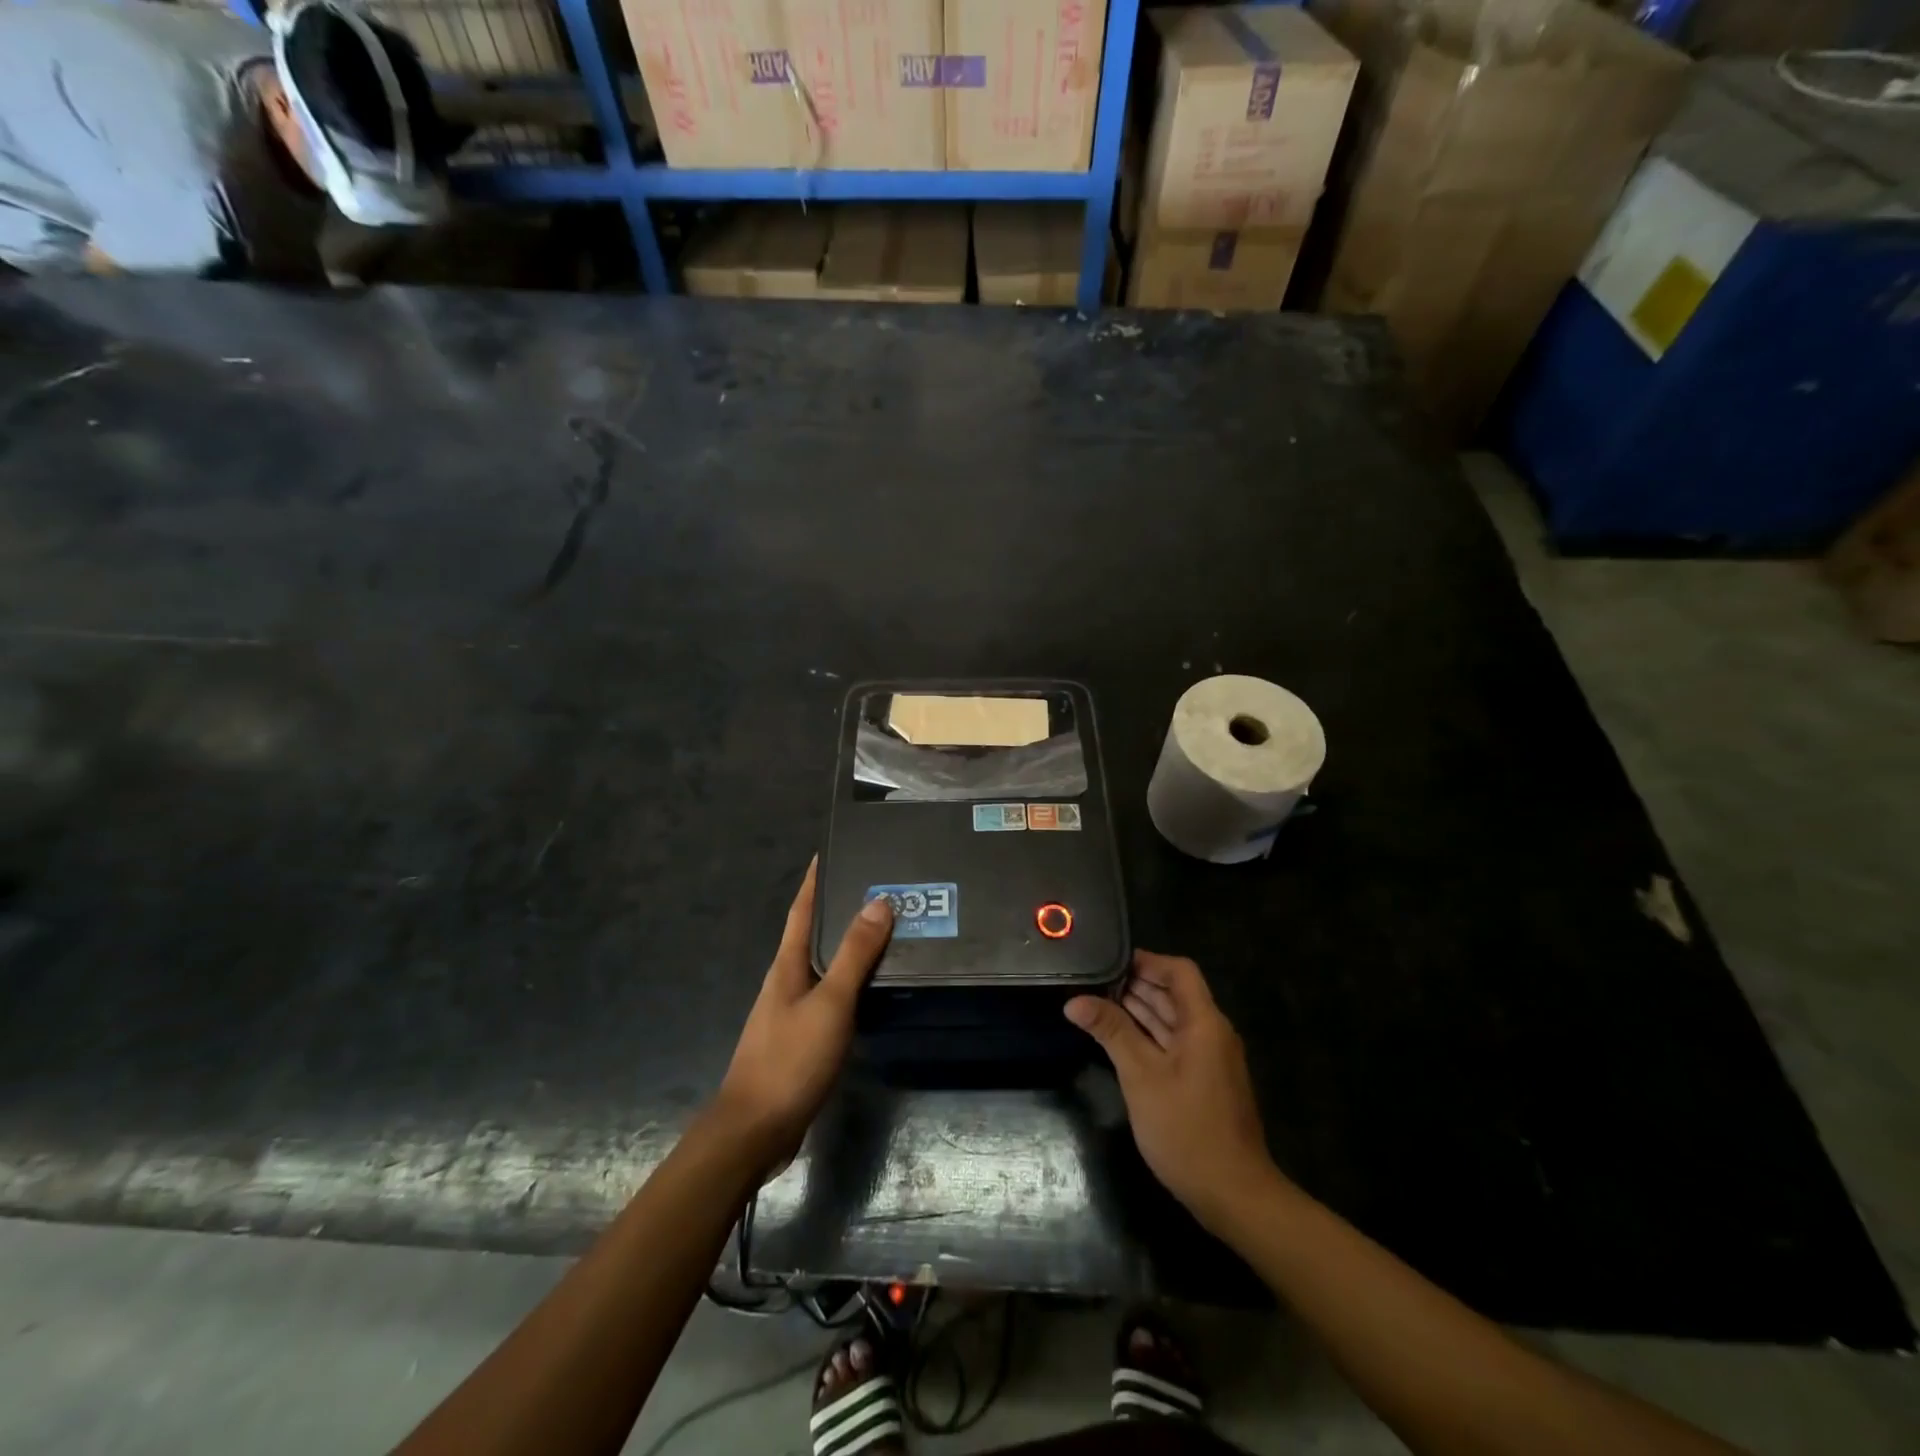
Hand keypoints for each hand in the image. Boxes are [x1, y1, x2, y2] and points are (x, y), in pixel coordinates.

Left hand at [712, 859, 891, 1172]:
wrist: (756, 1130)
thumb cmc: (791, 1059)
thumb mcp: (830, 1003)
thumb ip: (854, 955)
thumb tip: (877, 902)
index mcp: (787, 965)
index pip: (802, 909)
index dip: (815, 880)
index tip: (831, 851)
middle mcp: (786, 981)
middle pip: (813, 934)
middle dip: (838, 909)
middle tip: (878, 888)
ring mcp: (791, 1011)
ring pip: (823, 966)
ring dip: (847, 946)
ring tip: (884, 931)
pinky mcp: (800, 1038)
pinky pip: (829, 995)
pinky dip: (850, 981)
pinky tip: (870, 988)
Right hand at [1065, 951, 1281, 1232]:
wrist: (1233, 1195)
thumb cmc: (1187, 1129)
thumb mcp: (1141, 1076)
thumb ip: (1111, 1032)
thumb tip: (1075, 1000)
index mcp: (1204, 1022)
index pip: (1179, 971)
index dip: (1146, 961)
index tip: (1108, 962)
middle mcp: (1211, 1033)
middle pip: (1174, 994)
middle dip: (1136, 984)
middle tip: (1093, 981)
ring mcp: (1209, 1059)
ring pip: (1172, 1020)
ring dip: (1139, 1010)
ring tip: (1097, 1002)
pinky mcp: (1203, 1082)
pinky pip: (1173, 1044)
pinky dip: (1148, 1035)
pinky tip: (1118, 1039)